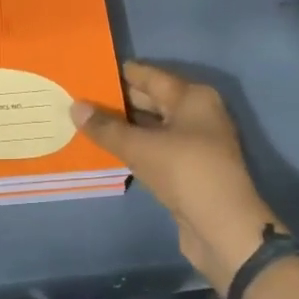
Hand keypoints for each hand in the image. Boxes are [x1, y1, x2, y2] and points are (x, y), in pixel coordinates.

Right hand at [71, 61, 283, 290]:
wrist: (223, 228)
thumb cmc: (185, 172)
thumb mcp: (140, 147)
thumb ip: (106, 127)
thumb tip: (75, 106)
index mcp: (193, 97)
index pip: (150, 76)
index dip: (120, 73)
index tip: (90, 70)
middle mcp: (197, 114)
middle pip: (153, 99)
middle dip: (119, 100)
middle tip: (81, 97)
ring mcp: (195, 143)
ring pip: (153, 126)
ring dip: (124, 126)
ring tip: (87, 121)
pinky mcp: (189, 169)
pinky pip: (156, 149)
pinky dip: (135, 147)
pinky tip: (108, 149)